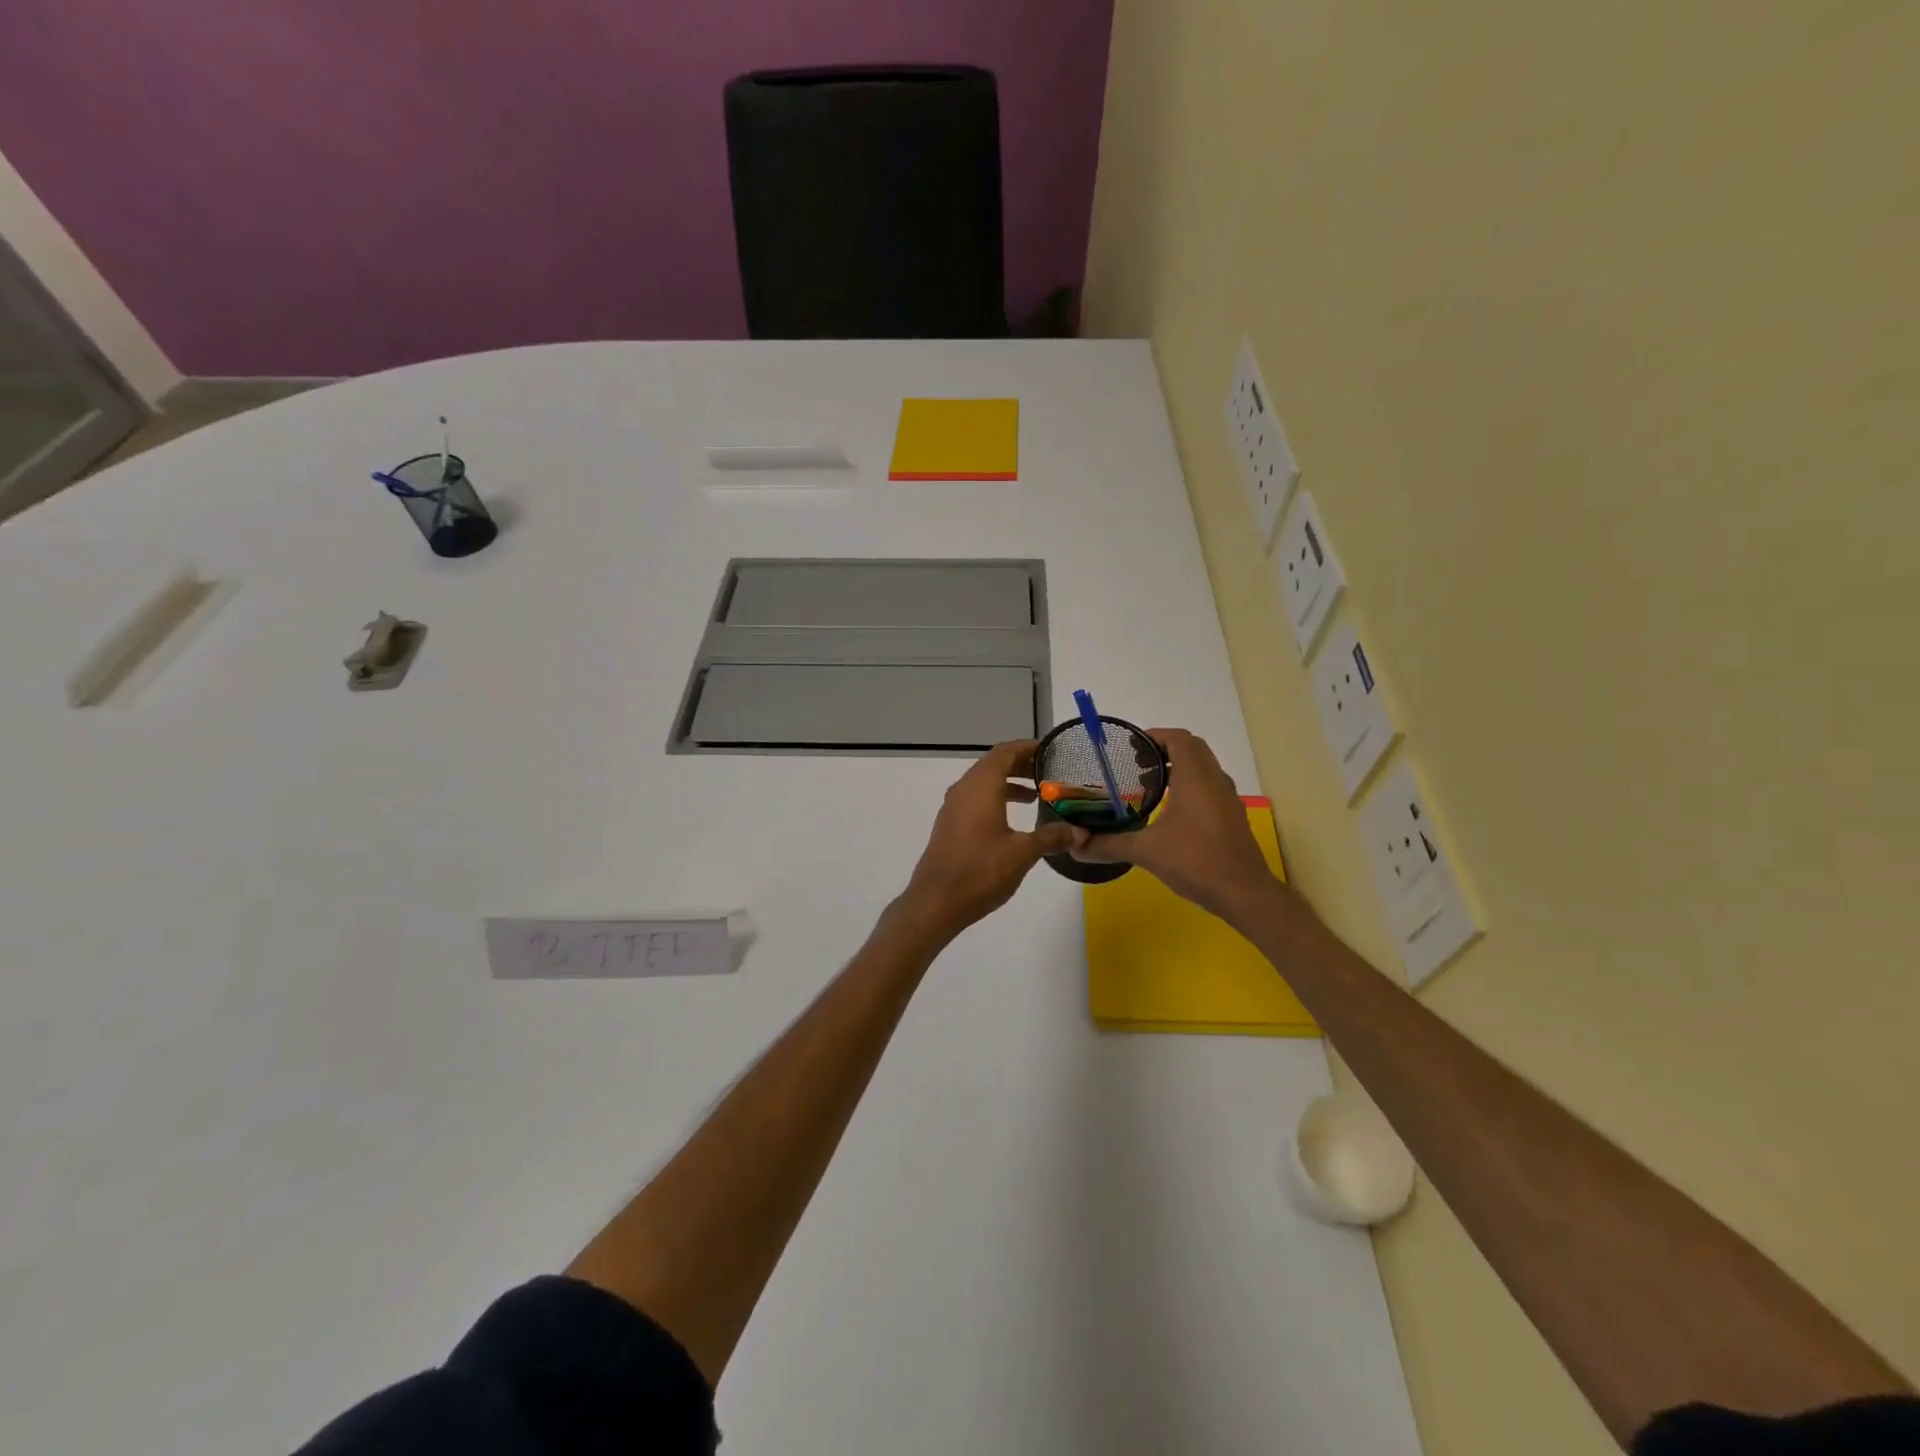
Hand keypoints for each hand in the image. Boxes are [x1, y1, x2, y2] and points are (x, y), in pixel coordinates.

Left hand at [902, 740, 1075, 937]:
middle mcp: (964, 789)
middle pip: (993, 765)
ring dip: (1008, 784)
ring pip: (983, 783)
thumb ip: (1051, 837)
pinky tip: (1013, 820)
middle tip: (1049, 772)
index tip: (1050, 751)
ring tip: (1036, 795)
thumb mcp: (1022, 853)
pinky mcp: (950, 825)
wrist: (936, 902)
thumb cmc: (981, 871)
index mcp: (981, 786)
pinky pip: (975, 800)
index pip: (1005, 752)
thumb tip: (1076, 831)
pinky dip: (996, 799)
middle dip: (1021, 765)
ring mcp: (953, 807)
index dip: (1027, 748)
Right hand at [1070, 728, 1288, 920]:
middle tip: (1136, 765)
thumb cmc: (1195, 862)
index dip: (1154, 736)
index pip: (1178, 739)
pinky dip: (1189, 785)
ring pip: (1203, 767)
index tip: (1131, 747)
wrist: (1244, 893)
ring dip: (1178, 767)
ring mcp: (1227, 798)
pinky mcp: (1231, 816)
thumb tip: (1074, 846)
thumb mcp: (1145, 851)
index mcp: (1195, 778)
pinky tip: (1170, 811)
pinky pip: (1209, 785)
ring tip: (1149, 786)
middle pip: (1192, 748)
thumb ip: (1108, 845)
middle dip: (1164, 750)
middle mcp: (1215, 780)